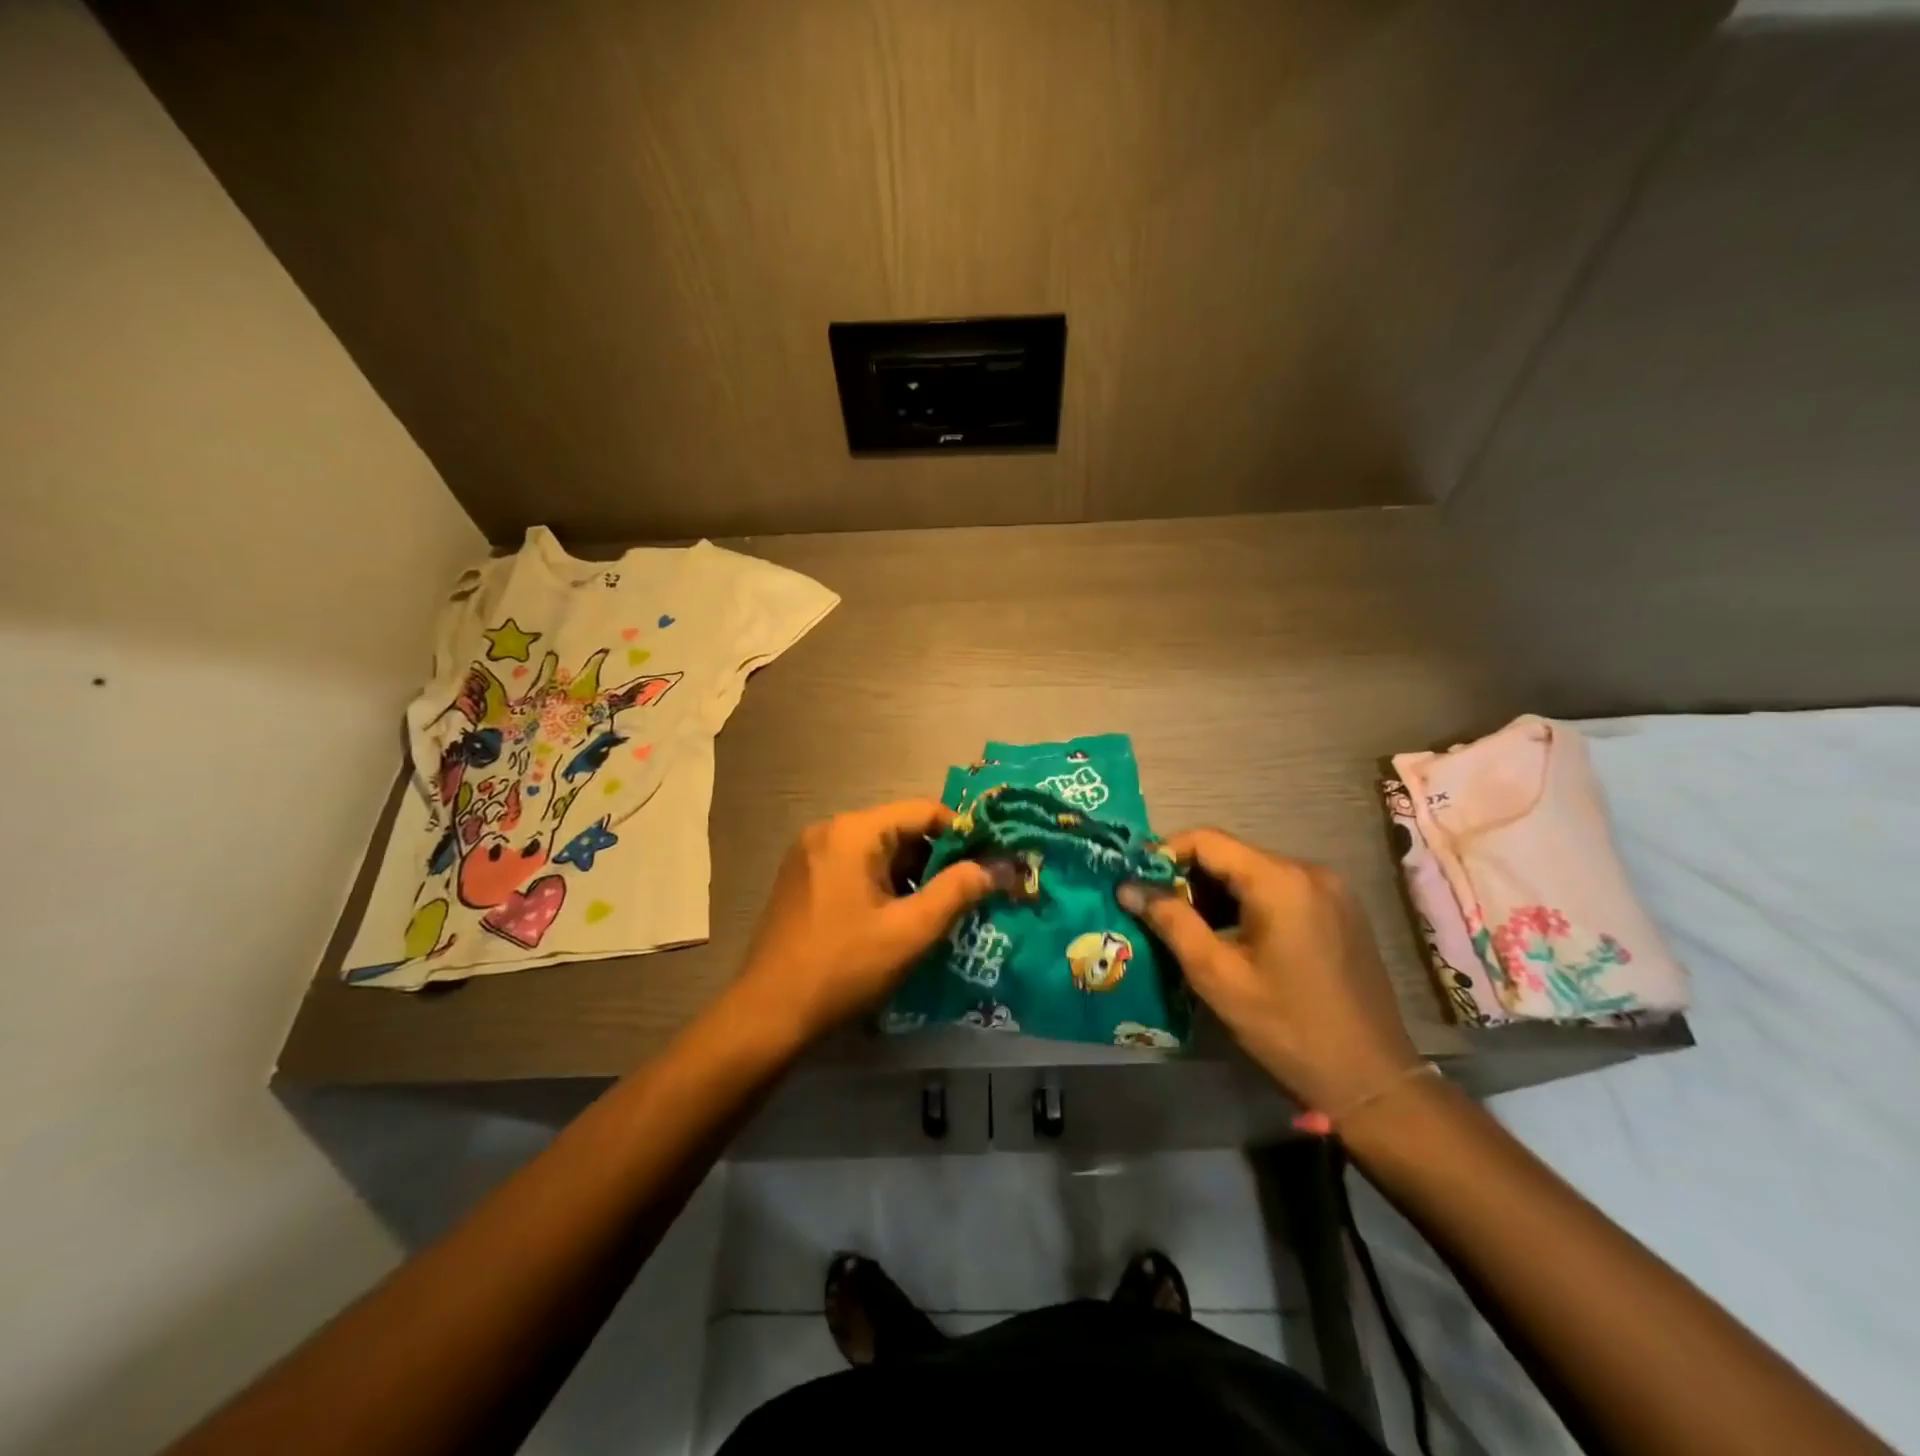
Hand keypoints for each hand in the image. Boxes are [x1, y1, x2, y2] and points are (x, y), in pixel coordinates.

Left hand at [734, 800, 999, 1044]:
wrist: (768, 1014)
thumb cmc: (844, 967)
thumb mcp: (910, 931)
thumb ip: (957, 892)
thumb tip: (998, 867)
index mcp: (854, 832)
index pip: (924, 811)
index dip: (963, 834)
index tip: (989, 862)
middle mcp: (829, 831)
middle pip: (900, 830)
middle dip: (938, 859)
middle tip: (971, 891)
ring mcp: (810, 855)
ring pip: (878, 852)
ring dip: (912, 876)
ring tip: (942, 910)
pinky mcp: (802, 880)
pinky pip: (856, 868)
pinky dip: (884, 885)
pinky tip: (900, 919)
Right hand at [1120, 829, 1418, 1114]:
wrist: (1373, 1081)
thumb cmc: (1287, 1028)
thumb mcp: (1217, 976)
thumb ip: (1171, 922)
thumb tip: (1127, 887)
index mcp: (1280, 880)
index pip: (1207, 840)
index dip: (1164, 854)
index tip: (1135, 881)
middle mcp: (1310, 871)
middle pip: (1232, 856)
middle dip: (1189, 878)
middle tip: (1156, 911)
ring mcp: (1332, 890)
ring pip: (1255, 874)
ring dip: (1217, 893)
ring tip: (1188, 928)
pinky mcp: (1342, 911)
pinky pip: (1280, 891)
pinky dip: (1248, 904)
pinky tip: (1232, 939)